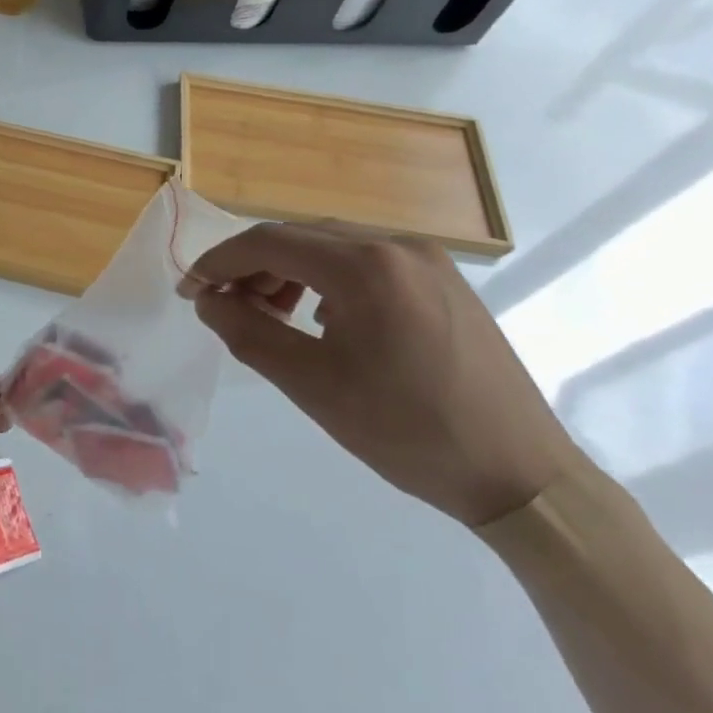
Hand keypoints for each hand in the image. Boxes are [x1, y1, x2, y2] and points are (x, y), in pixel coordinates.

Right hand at [188, 223, 584, 527]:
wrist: (521, 475)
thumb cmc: (408, 432)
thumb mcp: (313, 386)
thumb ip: (249, 333)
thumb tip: (208, 300)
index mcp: (365, 266)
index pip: (269, 242)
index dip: (220, 261)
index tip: (191, 291)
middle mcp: (397, 244)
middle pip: (301, 237)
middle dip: (253, 267)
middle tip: (227, 306)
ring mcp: (427, 258)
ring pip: (333, 245)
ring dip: (291, 271)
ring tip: (273, 314)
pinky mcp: (444, 278)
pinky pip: (368, 260)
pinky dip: (330, 278)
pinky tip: (325, 318)